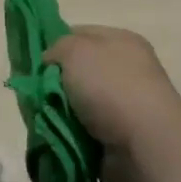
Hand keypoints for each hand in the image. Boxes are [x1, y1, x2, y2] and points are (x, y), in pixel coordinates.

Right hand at [45, 25, 180, 181]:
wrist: (146, 147)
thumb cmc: (111, 87)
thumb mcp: (76, 50)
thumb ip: (57, 47)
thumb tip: (51, 63)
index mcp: (121, 41)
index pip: (80, 34)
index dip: (55, 45)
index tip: (35, 63)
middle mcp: (124, 70)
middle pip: (76, 71)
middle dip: (53, 84)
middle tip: (35, 95)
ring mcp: (123, 106)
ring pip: (75, 104)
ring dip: (59, 112)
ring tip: (45, 120)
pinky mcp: (118, 139)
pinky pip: (81, 132)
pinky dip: (68, 135)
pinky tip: (57, 137)